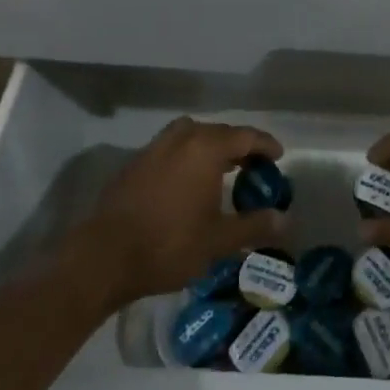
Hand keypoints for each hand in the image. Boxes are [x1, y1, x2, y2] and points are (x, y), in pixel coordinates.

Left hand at [73, 117, 288, 307]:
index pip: (245, 136)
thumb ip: (254, 225)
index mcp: (205, 149)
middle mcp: (180, 139)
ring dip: (209, 147)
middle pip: (217, 131)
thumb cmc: (168, 245)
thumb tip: (287, 220)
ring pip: (190, 136)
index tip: (278, 157)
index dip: (265, 144)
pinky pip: (169, 149)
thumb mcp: (219, 240)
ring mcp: (153, 149)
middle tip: (253, 166)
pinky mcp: (133, 165)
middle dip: (238, 146)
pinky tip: (186, 185)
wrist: (102, 258)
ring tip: (220, 170)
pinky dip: (186, 157)